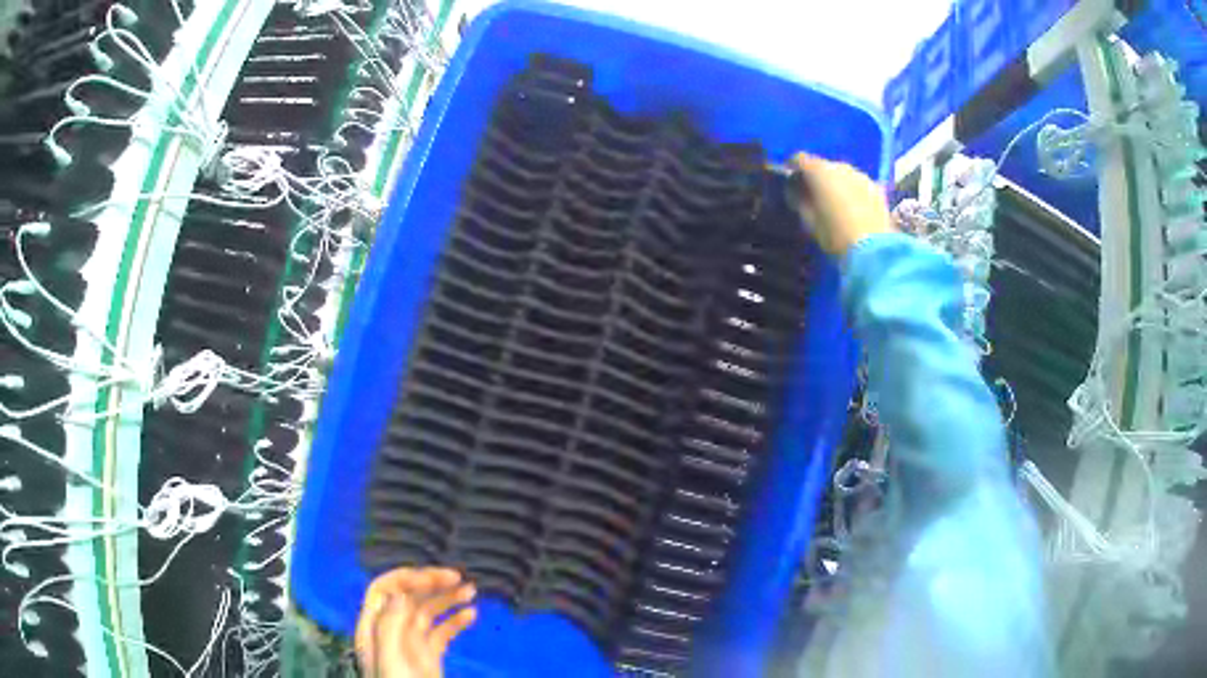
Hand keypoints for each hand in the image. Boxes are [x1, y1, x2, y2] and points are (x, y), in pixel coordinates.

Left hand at [355, 567, 477, 677]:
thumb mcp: (390, 658)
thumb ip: (390, 626)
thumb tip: (400, 592)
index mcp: (374, 628)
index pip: (384, 590)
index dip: (406, 578)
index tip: (434, 578)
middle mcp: (391, 631)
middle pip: (407, 597)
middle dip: (431, 584)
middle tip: (459, 578)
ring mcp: (411, 644)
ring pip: (427, 612)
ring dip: (448, 598)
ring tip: (471, 591)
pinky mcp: (429, 656)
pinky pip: (441, 632)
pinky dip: (456, 621)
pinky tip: (472, 615)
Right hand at [788, 153, 893, 256]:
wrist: (873, 249)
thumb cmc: (834, 235)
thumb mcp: (808, 221)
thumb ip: (799, 200)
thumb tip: (795, 190)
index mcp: (819, 171)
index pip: (799, 159)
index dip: (792, 168)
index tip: (791, 182)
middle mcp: (840, 166)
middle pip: (823, 166)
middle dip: (817, 178)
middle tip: (815, 197)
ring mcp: (861, 175)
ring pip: (843, 174)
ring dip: (837, 184)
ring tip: (837, 204)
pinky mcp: (877, 188)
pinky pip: (858, 184)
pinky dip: (853, 191)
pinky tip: (854, 209)